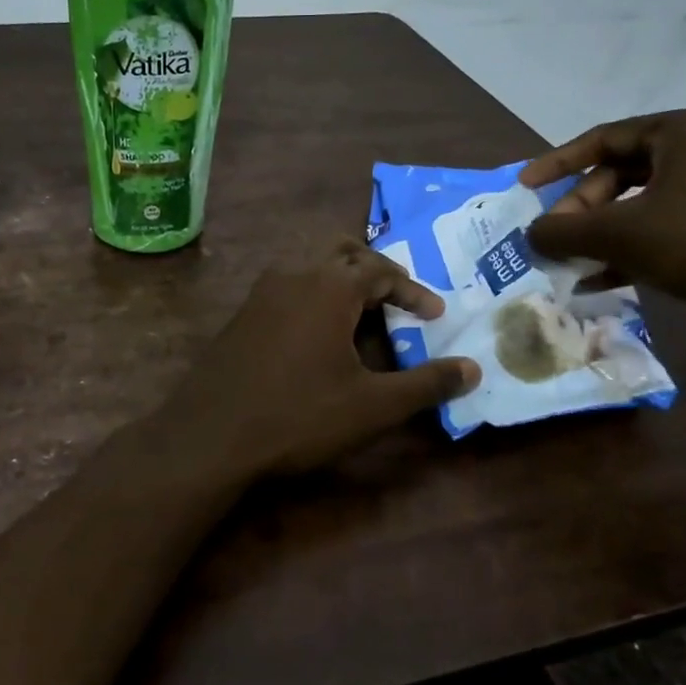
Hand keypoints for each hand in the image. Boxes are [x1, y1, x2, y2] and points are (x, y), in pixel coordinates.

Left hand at [159, 238, 479, 480]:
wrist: (211, 434)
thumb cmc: (298, 416)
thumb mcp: (372, 406)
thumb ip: (426, 384)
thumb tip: (474, 369)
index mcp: (329, 286)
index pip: (381, 270)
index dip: (413, 290)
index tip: (434, 315)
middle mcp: (293, 275)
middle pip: (341, 249)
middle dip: (374, 267)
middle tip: (395, 296)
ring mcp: (261, 292)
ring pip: (308, 263)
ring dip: (339, 276)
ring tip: (360, 310)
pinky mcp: (241, 314)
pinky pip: (286, 286)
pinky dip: (312, 293)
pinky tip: (316, 331)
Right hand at [518, 108, 685, 312]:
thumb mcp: (617, 235)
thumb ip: (563, 230)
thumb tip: (531, 233)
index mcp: (684, 130)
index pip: (603, 138)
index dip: (556, 163)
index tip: (526, 187)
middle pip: (625, 171)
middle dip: (585, 208)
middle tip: (559, 237)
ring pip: (649, 201)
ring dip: (607, 231)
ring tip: (578, 261)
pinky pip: (676, 220)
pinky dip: (640, 243)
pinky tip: (611, 277)